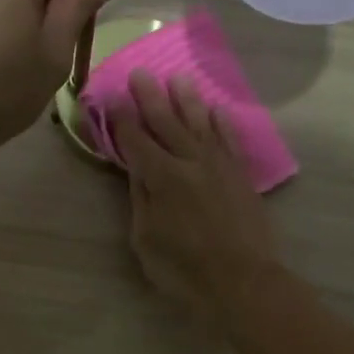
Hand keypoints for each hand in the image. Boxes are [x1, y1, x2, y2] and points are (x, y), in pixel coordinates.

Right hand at [109, 71, 280, 321]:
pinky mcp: (240, 175)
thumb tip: (137, 170)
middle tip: (140, 73)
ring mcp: (219, 166)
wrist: (243, 281)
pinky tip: (216, 109)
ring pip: (200, 124)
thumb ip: (141, 199)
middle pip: (166, 122)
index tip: (110, 99)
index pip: (135, 141)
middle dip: (150, 97)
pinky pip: (229, 140)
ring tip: (178, 79)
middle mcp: (190, 162)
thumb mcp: (146, 239)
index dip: (121, 119)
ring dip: (187, 100)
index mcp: (161, 177)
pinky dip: (221, 123)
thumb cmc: (184, 268)